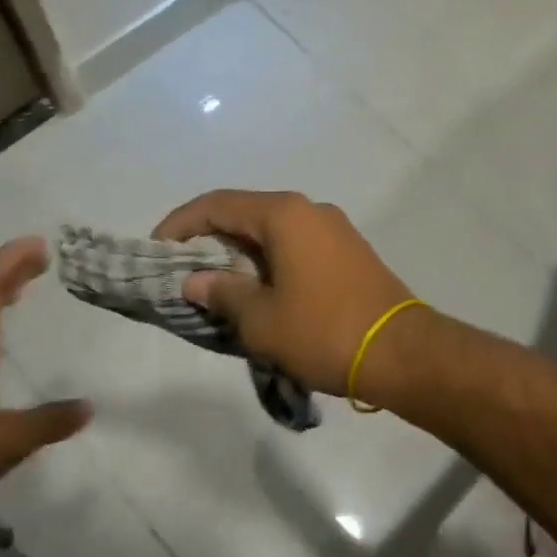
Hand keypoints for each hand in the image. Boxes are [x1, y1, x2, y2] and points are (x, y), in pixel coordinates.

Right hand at [153, 190, 416, 396]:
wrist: (401, 352)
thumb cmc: (323, 331)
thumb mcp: (261, 319)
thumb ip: (222, 293)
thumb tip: (195, 280)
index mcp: (284, 215)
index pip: (217, 204)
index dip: (180, 223)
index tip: (155, 249)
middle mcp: (311, 210)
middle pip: (246, 214)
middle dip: (211, 240)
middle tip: (184, 272)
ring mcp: (335, 230)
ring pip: (274, 232)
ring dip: (242, 254)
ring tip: (218, 288)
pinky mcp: (351, 252)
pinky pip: (298, 247)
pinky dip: (271, 262)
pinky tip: (261, 292)